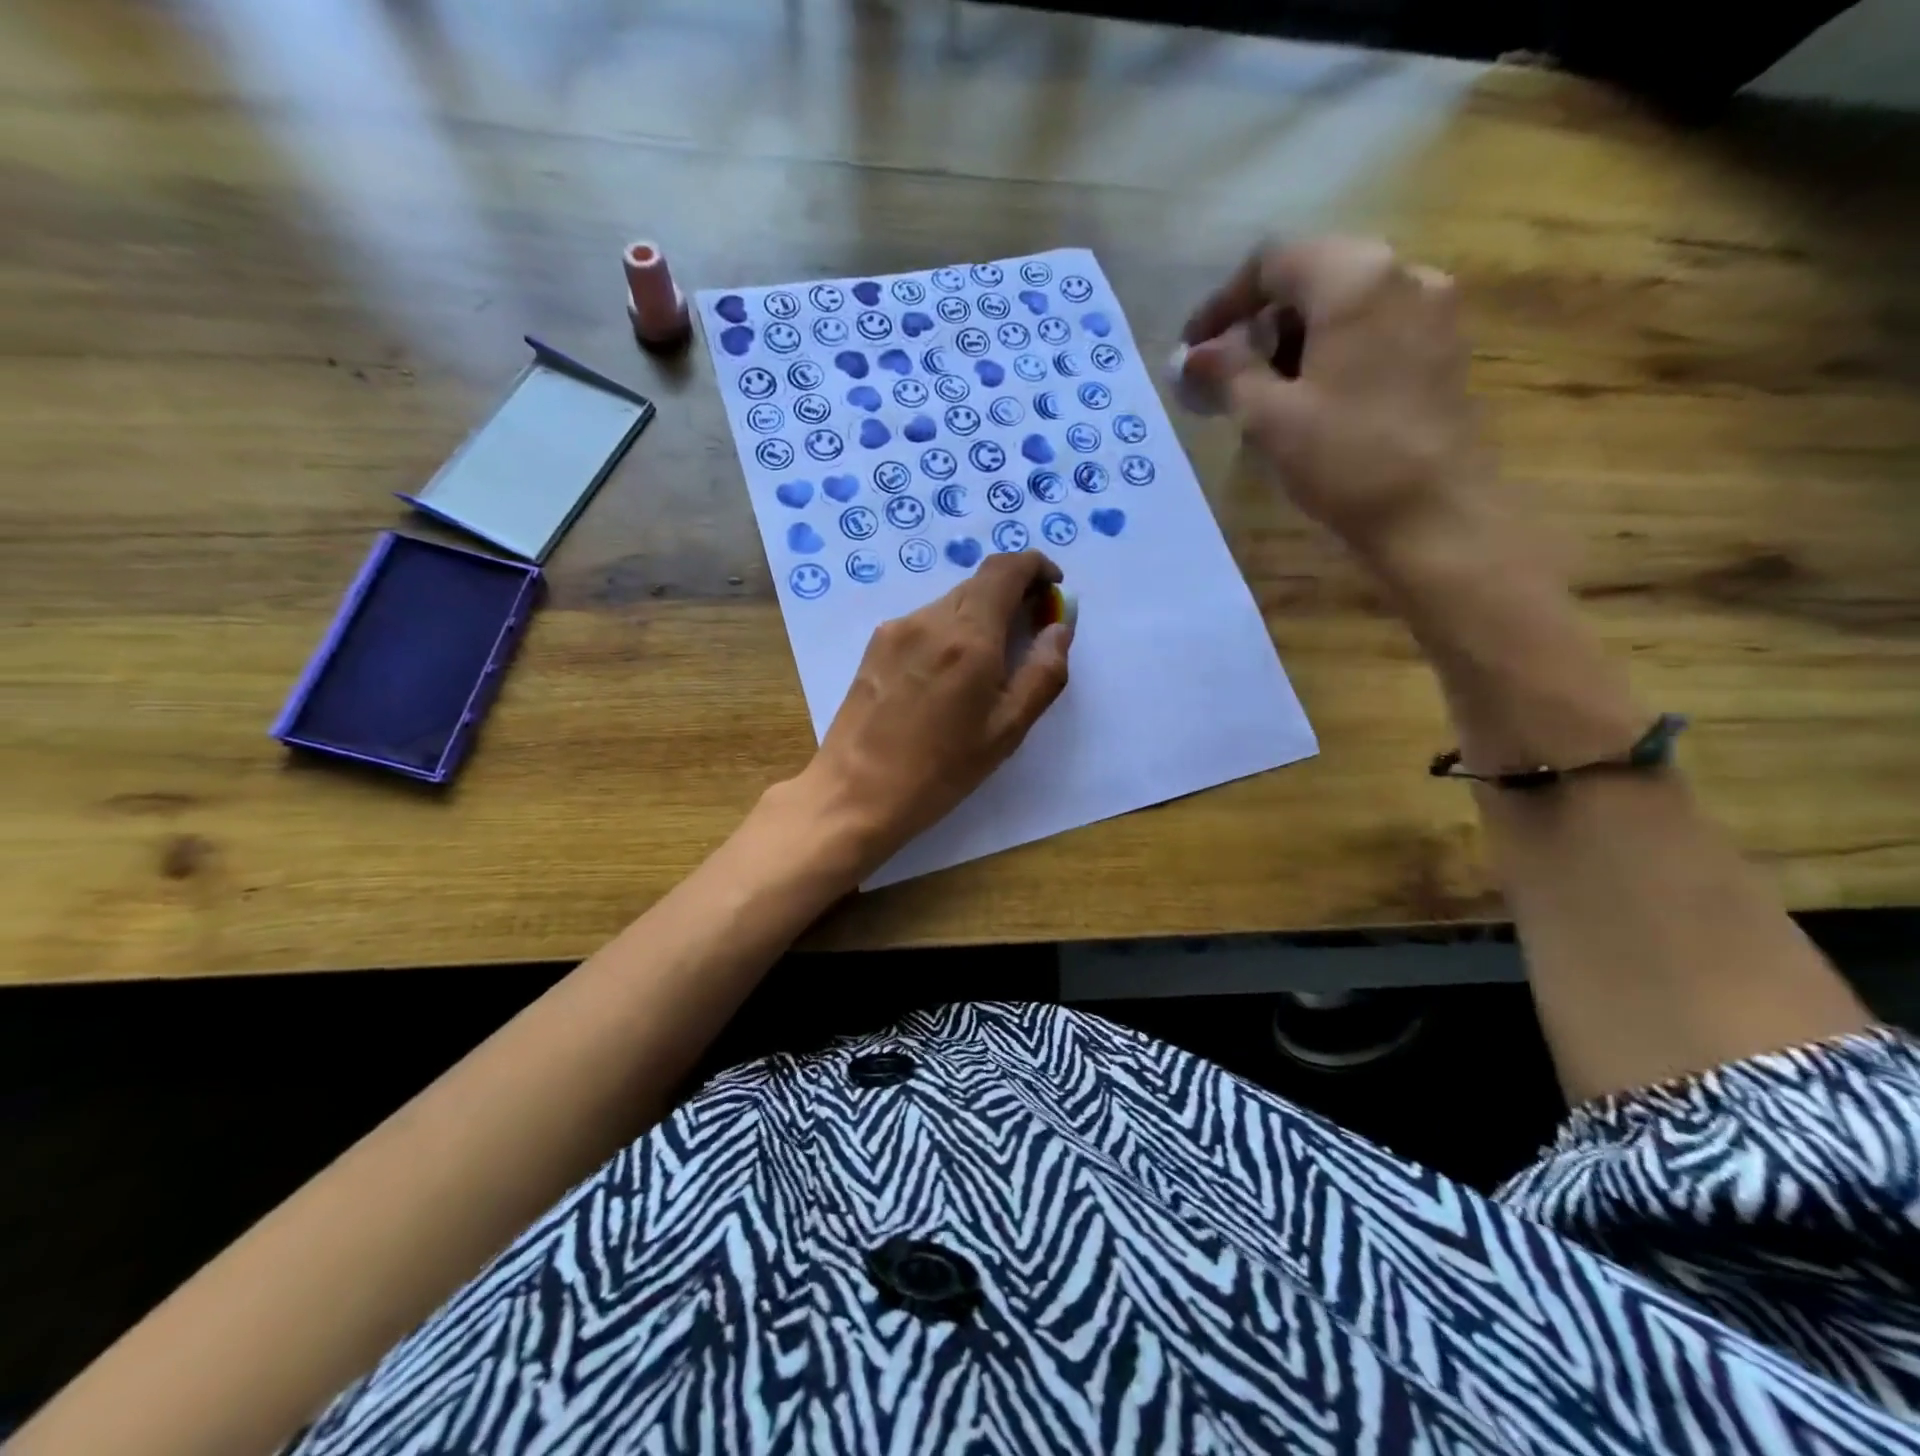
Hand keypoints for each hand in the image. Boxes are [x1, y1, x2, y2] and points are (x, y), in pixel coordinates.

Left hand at [791, 551, 1073, 874]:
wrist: (855, 792)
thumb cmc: (940, 770)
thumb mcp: (1007, 730)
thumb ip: (1043, 673)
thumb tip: (1058, 627)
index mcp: (968, 637)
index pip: (1007, 568)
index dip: (1036, 567)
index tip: (1052, 589)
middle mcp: (930, 619)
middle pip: (979, 583)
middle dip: (1012, 595)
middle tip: (1029, 634)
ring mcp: (896, 629)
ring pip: (951, 603)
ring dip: (980, 617)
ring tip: (986, 667)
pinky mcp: (875, 646)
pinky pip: (925, 623)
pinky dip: (949, 632)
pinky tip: (946, 678)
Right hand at [1180, 236, 1487, 561]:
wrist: (1434, 512)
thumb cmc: (1345, 458)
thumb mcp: (1271, 416)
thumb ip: (1228, 373)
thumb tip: (1194, 355)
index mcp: (1356, 280)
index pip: (1274, 261)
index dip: (1223, 301)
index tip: (1194, 348)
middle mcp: (1403, 273)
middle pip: (1313, 274)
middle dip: (1260, 321)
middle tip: (1225, 373)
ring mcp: (1432, 308)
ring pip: (1345, 301)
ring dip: (1295, 337)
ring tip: (1263, 392)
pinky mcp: (1442, 346)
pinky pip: (1374, 326)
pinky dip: (1332, 349)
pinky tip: (1310, 397)